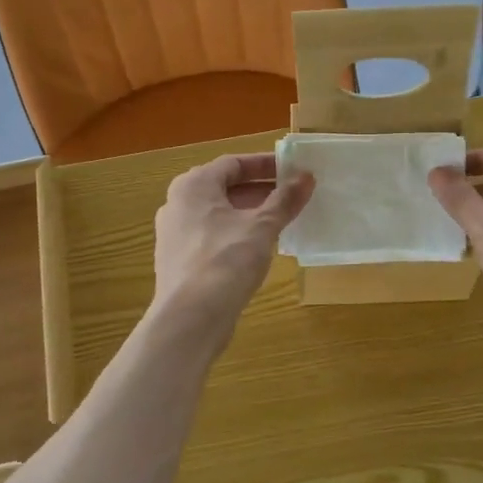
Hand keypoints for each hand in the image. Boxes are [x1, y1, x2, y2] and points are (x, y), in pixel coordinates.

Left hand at [152, 153, 313, 334]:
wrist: (190, 319)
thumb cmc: (225, 261)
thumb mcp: (262, 227)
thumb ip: (284, 200)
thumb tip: (307, 176)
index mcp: (193, 186)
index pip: (234, 163)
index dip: (266, 164)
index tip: (294, 171)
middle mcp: (178, 204)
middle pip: (225, 187)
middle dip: (261, 190)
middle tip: (293, 196)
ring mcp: (175, 234)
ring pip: (219, 214)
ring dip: (250, 214)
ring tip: (283, 221)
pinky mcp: (180, 261)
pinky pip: (213, 236)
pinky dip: (237, 235)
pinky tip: (260, 248)